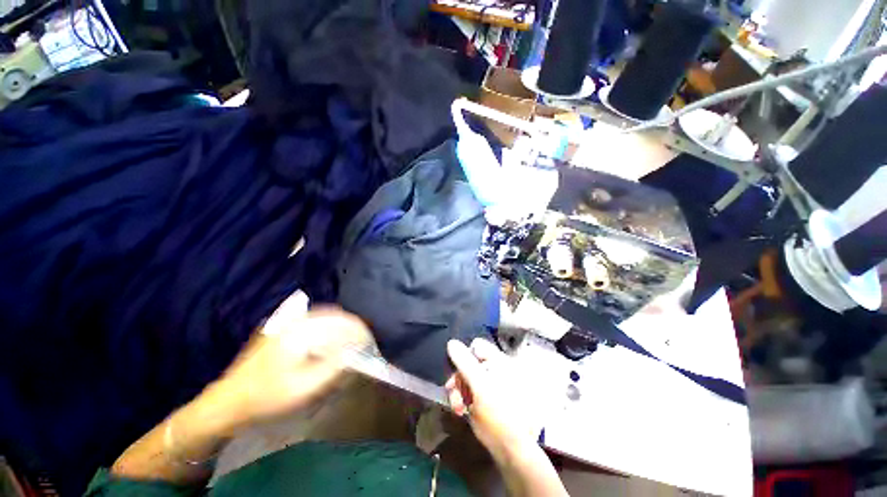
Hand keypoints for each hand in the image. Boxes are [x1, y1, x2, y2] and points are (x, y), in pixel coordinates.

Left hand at [201, 300, 372, 434]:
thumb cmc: (267, 398)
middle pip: (338, 317)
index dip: (361, 333)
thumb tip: (356, 352)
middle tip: (363, 347)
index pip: (344, 322)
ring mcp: (289, 324)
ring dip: (343, 329)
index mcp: (303, 331)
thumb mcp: (304, 388)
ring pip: (328, 319)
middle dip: (354, 330)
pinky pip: (316, 324)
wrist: (227, 402)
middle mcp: (297, 321)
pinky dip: (330, 331)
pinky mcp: (285, 330)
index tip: (370, 347)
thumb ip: (334, 367)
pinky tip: (332, 344)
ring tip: (352, 345)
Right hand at [445, 339, 545, 461]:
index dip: (464, 356)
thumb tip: (451, 342)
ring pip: (467, 377)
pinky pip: (469, 389)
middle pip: (469, 362)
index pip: (476, 346)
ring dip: (458, 391)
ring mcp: (491, 383)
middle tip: (453, 394)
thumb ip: (465, 363)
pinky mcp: (486, 396)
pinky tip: (462, 411)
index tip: (457, 373)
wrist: (512, 451)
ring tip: (458, 408)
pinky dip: (463, 397)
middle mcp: (496, 369)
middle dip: (459, 378)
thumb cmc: (498, 416)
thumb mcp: (479, 386)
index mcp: (499, 361)